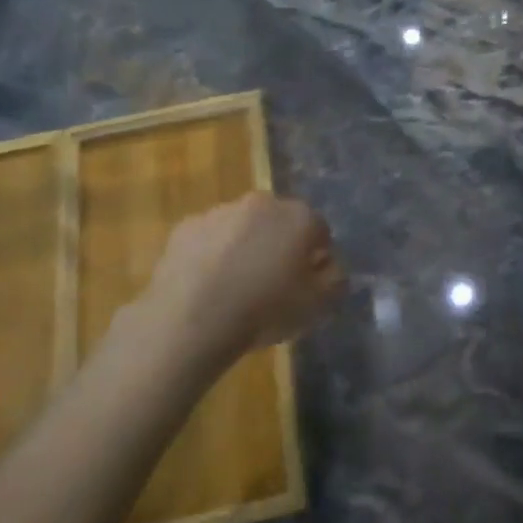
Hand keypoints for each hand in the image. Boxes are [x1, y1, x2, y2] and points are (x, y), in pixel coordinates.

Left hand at [118, 194, 344, 370]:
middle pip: (279, 222)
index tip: (308, 283)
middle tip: (273, 282)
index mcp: (299, 216)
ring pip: (242, 227)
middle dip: (280, 244)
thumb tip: (330, 265)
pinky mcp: (185, 227)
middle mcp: (262, 203)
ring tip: (236, 286)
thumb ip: (336, 278)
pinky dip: (212, 254)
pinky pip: (209, 239)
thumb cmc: (265, 309)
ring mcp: (220, 211)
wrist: (192, 319)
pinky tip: (208, 285)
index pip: (319, 230)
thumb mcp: (319, 304)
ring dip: (245, 247)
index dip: (316, 257)